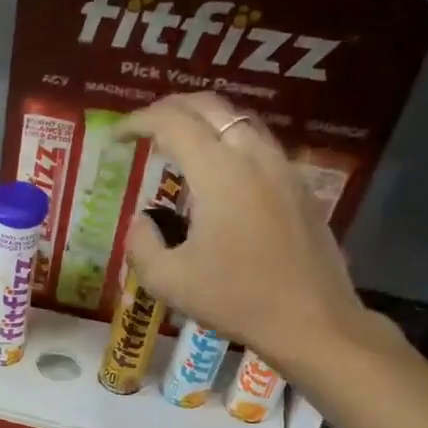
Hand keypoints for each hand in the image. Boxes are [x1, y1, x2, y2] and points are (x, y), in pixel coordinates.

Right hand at [119, 93, 369, 375]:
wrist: (311, 321)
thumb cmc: (235, 300)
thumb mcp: (168, 281)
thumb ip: (142, 243)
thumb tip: (143, 221)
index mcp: (219, 173)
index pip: (173, 124)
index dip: (139, 122)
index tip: (116, 135)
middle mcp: (254, 157)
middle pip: (211, 107)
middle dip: (171, 108)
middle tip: (145, 125)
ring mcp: (283, 169)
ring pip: (239, 121)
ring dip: (204, 122)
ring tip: (178, 144)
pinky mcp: (299, 188)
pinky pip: (258, 145)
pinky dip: (228, 142)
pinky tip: (216, 174)